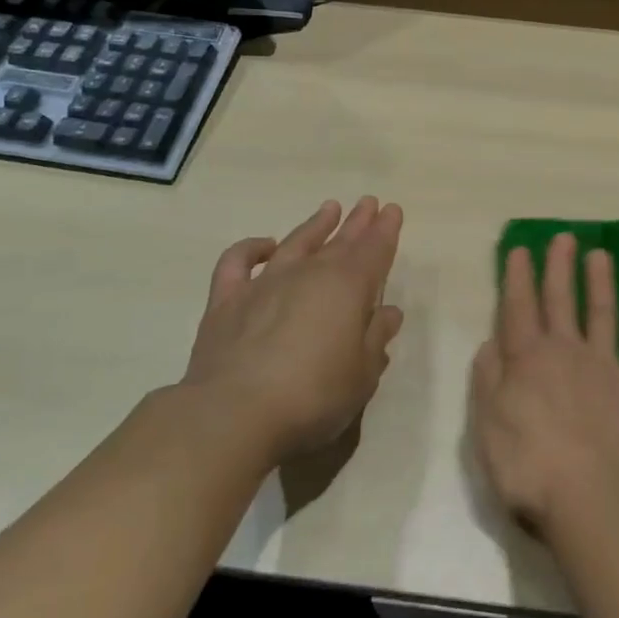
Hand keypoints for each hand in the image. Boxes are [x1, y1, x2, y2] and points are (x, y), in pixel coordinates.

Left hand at [182, 198, 404, 464]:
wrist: (233, 415)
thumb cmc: (313, 395)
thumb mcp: (362, 374)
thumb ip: (376, 338)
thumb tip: (388, 312)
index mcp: (347, 287)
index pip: (374, 250)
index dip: (385, 230)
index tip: (392, 210)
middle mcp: (308, 274)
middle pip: (339, 242)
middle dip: (358, 222)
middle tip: (369, 203)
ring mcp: (264, 284)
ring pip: (295, 243)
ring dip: (314, 226)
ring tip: (329, 209)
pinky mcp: (226, 301)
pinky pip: (237, 262)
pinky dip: (250, 249)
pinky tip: (264, 245)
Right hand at [468, 234, 618, 535]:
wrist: (586, 494)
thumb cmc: (526, 463)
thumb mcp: (486, 423)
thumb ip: (487, 378)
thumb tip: (491, 343)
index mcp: (528, 358)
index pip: (519, 307)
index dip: (518, 277)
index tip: (520, 249)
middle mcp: (566, 351)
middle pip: (562, 300)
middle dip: (560, 267)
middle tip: (564, 237)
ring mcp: (604, 367)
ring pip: (603, 315)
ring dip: (602, 284)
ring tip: (601, 256)